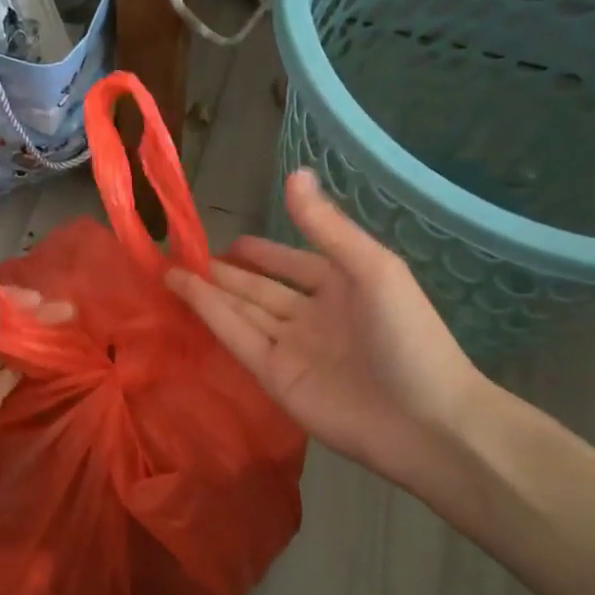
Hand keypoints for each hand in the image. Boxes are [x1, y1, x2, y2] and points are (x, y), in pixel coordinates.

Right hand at [167, 170, 484, 492]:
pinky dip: (212, 316)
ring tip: (170, 271)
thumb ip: (326, 226)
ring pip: (242, 311)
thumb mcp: (372, 268)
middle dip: (225, 272)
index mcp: (341, 284)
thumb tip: (295, 173)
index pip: (290, 263)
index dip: (259, 251)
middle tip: (182, 254)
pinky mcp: (274, 377)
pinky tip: (185, 294)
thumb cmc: (407, 335)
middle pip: (259, 288)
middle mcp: (311, 314)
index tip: (225, 240)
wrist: (424, 421)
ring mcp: (291, 347)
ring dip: (208, 292)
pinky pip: (238, 338)